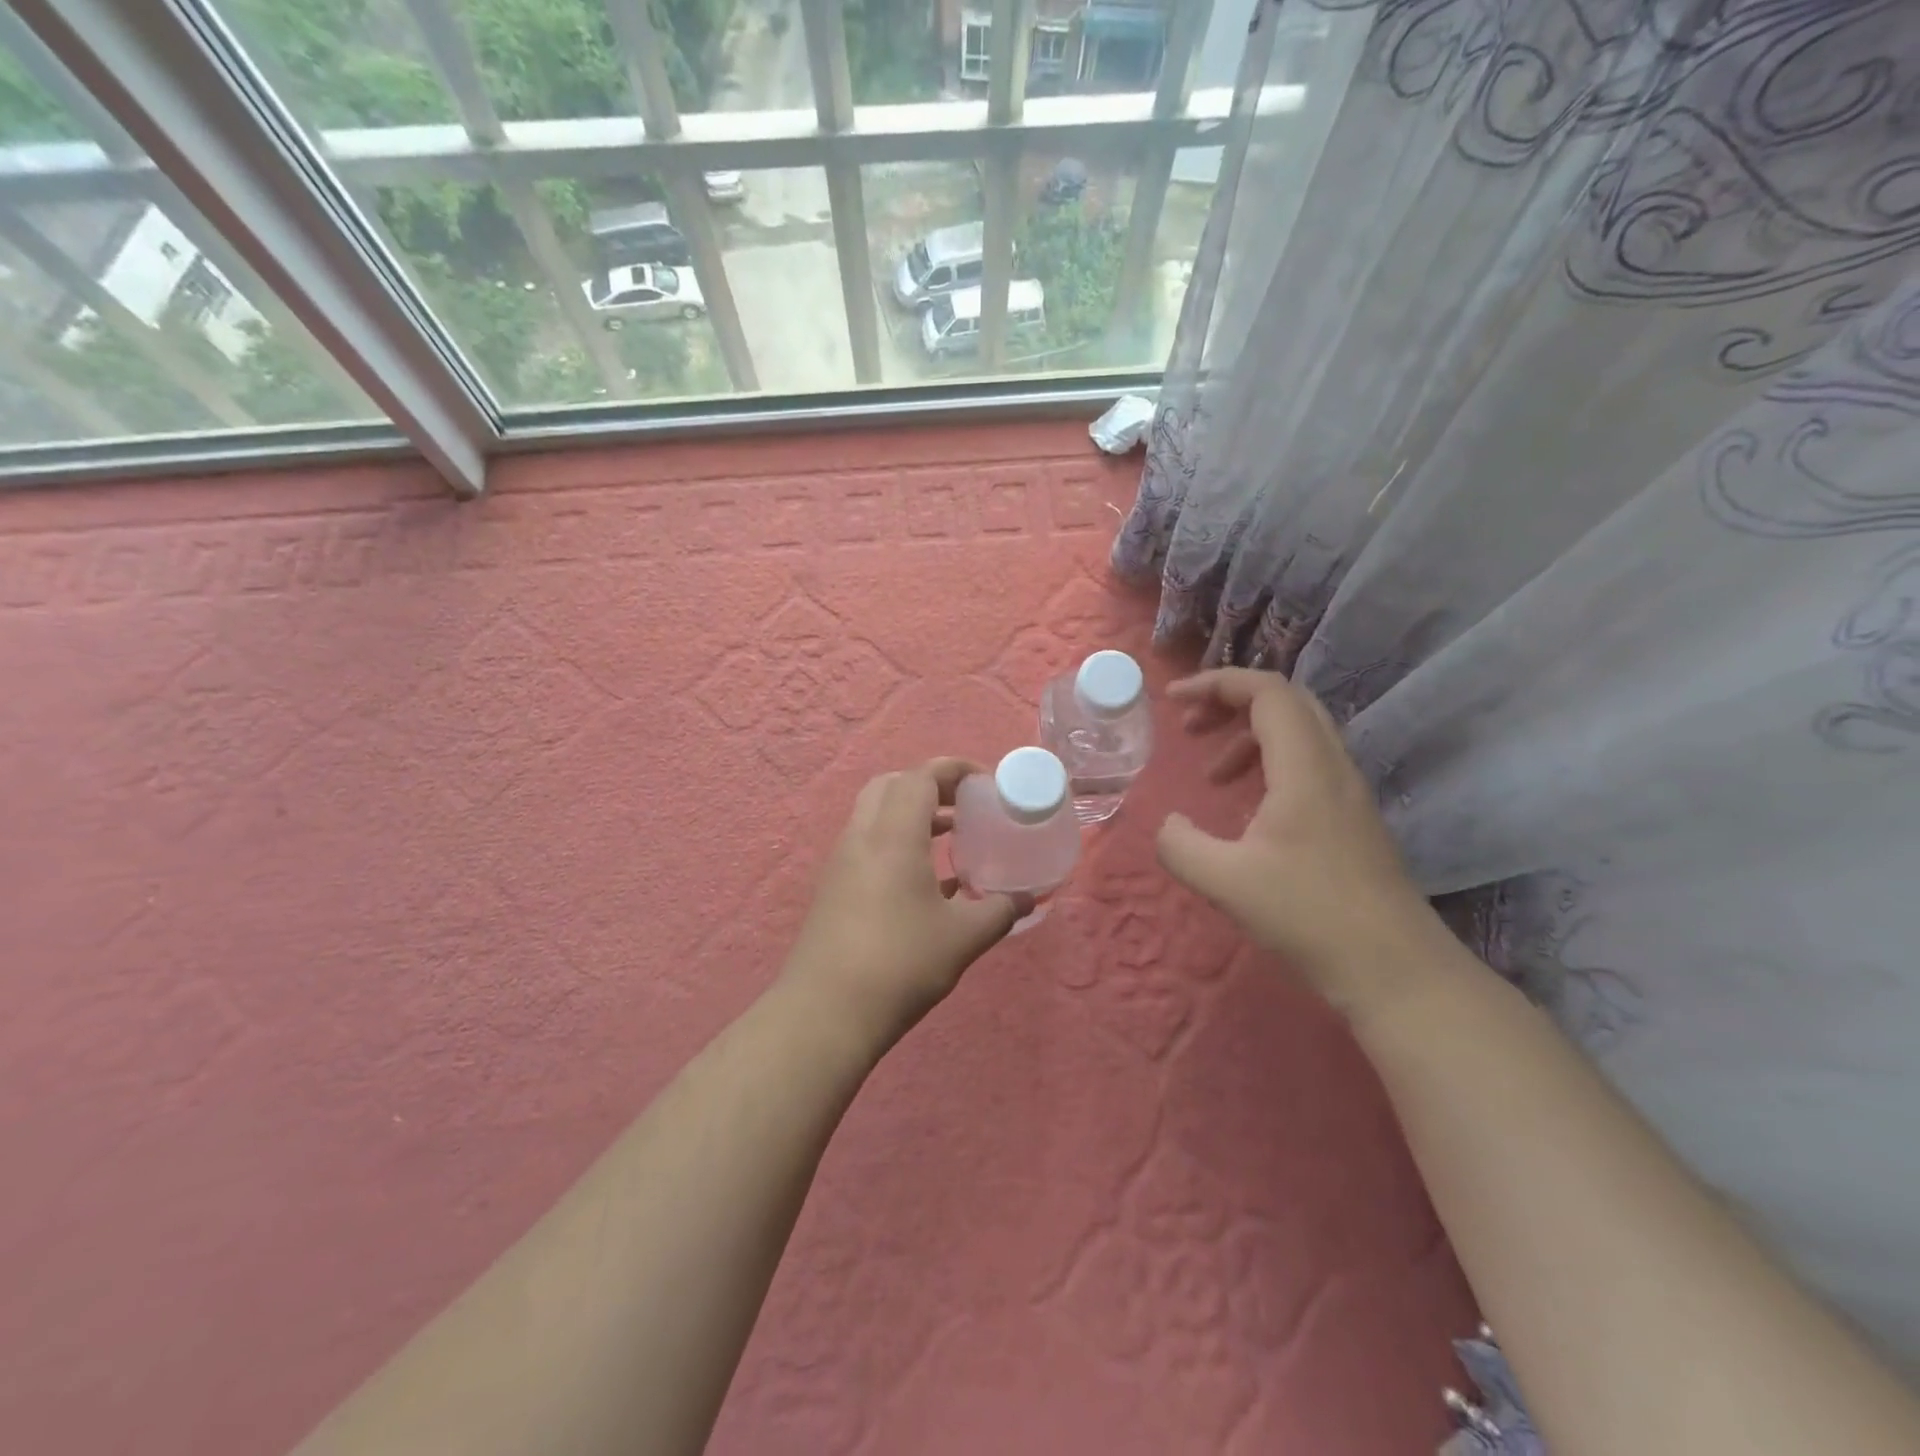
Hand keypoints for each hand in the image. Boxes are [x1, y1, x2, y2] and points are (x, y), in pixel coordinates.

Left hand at [781, 758, 1029, 1047]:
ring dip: (912, 815)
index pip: (921, 776)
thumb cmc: (900, 963)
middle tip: (964, 805)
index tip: (984, 782)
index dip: (954, 769)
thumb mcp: (962, 938)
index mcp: (893, 834)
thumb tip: (1028, 899)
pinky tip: (925, 881)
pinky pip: (868, 844)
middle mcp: (862, 837)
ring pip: (875, 815)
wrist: (825, 1013)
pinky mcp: (833, 888)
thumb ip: (999, 911)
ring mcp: (842, 862)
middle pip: (892, 786)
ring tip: (950, 837)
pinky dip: (896, 842)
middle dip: (929, 786)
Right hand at [1154, 668, 1444, 1018]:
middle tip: (1190, 727)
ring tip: (1211, 774)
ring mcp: (1348, 791)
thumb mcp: (1226, 882)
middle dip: (1230, 701)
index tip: (1174, 701)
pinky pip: (1307, 764)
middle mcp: (1333, 766)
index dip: (1216, 683)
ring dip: (1247, 736)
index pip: (1266, 691)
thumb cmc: (1310, 917)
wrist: (1396, 970)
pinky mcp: (1352, 818)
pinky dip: (1267, 764)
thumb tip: (1169, 825)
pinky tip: (1247, 808)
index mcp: (1305, 767)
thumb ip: (1180, 845)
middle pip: (1285, 701)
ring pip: (1298, 733)